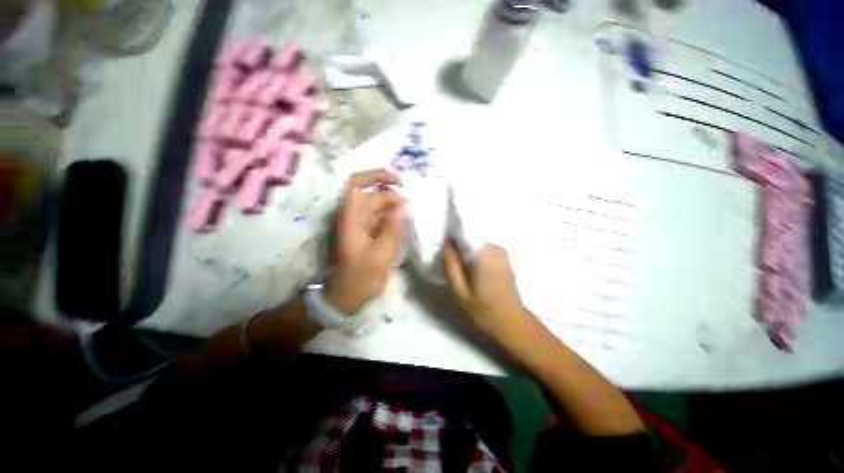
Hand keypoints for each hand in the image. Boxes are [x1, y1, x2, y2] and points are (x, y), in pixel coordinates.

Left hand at [325, 170, 406, 314]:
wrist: (345, 296)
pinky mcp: (365, 234)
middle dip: (391, 195)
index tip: (398, 180)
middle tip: (409, 205)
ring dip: (392, 207)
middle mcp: (353, 217)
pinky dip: (391, 218)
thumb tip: (403, 208)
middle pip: (371, 195)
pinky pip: (379, 219)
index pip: (357, 184)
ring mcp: (359, 226)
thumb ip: (393, 229)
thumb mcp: (381, 254)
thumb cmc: (361, 277)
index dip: (376, 175)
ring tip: (408, 215)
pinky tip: (402, 225)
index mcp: (351, 218)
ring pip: (376, 207)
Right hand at [443, 241, 527, 335]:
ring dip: (468, 248)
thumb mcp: (458, 289)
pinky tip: (472, 267)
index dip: (453, 233)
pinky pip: (485, 248)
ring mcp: (502, 252)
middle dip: (459, 242)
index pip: (465, 231)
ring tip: (460, 263)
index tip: (444, 241)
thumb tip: (446, 242)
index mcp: (483, 255)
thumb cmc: (481, 307)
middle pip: (472, 236)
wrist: (510, 320)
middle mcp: (494, 248)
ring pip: (478, 242)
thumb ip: (451, 263)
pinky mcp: (504, 257)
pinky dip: (476, 253)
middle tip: (450, 256)